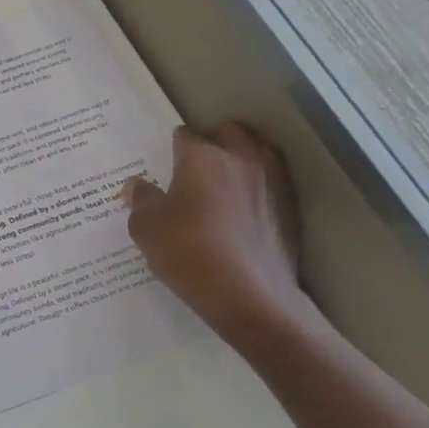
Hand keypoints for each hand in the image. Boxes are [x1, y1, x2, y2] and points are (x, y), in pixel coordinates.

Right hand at [122, 121, 313, 352]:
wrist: (250, 295)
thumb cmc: (188, 253)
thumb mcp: (146, 228)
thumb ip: (141, 199)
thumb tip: (136, 185)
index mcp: (202, 157)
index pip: (184, 135)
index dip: (171, 147)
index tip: (164, 165)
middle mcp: (241, 158)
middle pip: (230, 131)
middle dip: (213, 141)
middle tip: (196, 167)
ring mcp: (273, 181)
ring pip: (259, 150)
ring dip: (242, 157)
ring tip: (224, 182)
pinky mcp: (291, 207)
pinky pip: (274, 180)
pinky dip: (259, 185)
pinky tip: (245, 209)